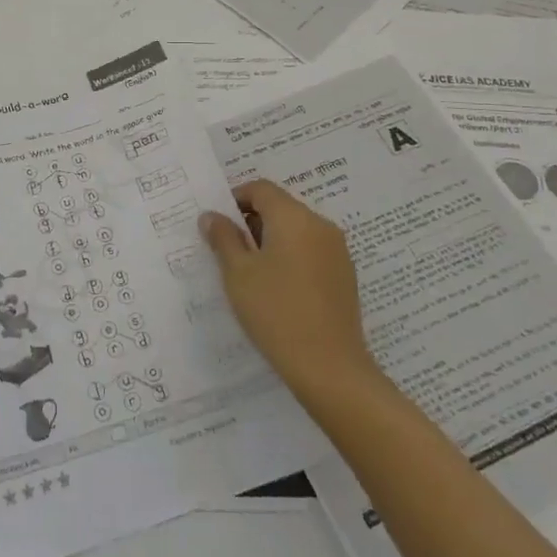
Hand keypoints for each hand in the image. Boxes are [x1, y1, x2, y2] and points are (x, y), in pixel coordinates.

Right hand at [199, 180, 380, 399]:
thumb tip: (212, 216)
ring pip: (296, 230)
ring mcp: (337, 251)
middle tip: (229, 251)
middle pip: (280, 207)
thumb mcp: (238, 273)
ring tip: (251, 273)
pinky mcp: (344, 275)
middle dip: (252, 221)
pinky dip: (290, 256)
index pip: (261, 189)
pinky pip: (311, 250)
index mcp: (294, 217)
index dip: (235, 199)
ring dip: (271, 240)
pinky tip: (278, 289)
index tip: (218, 225)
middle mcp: (320, 225)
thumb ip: (223, 238)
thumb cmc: (276, 312)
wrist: (330, 367)